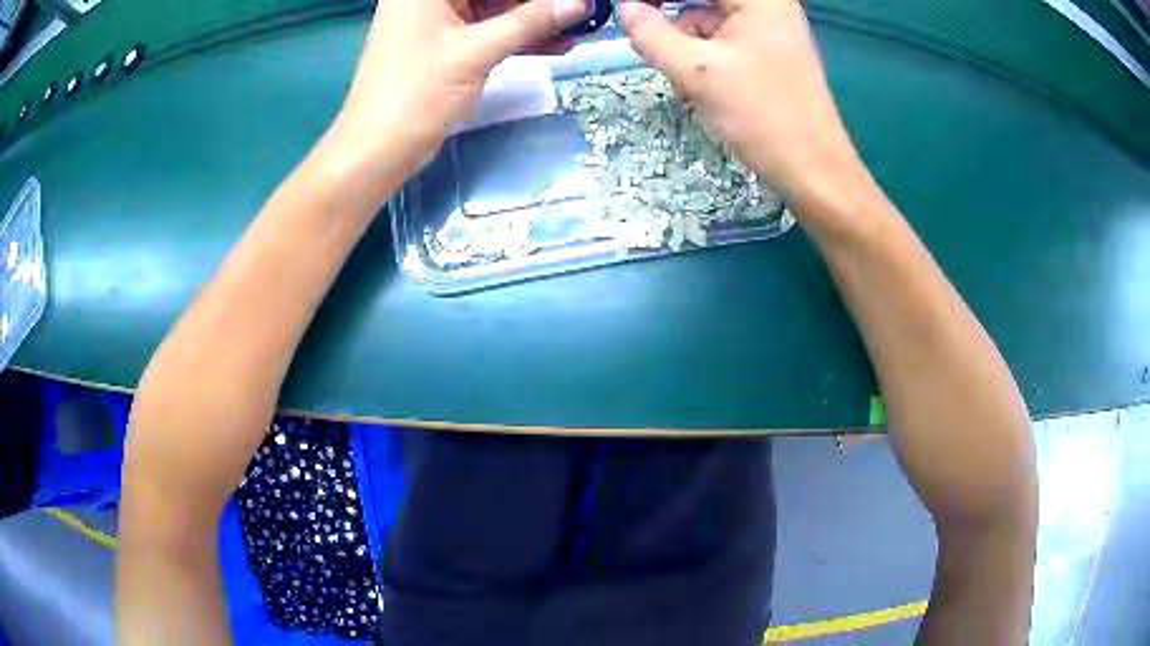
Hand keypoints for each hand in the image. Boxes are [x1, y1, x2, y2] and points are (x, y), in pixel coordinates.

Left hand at [329, 0, 588, 173]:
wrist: (377, 151)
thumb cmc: (417, 93)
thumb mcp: (477, 52)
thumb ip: (531, 21)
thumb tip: (581, 3)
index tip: (570, 0)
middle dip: (536, 2)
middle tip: (579, 11)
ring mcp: (436, 21)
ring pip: (494, 8)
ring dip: (534, 20)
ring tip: (577, 28)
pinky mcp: (443, 45)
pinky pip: (487, 30)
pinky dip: (517, 37)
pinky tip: (556, 44)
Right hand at [618, 0, 864, 206]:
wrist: (813, 169)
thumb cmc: (760, 115)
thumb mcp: (695, 71)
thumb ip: (651, 33)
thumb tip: (626, 7)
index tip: (627, 9)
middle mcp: (768, 3)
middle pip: (702, 0)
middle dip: (671, 20)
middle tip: (644, 36)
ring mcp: (771, 28)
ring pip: (707, 18)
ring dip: (684, 42)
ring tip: (686, 82)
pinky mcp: (770, 50)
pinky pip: (723, 39)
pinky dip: (703, 55)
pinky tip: (699, 85)